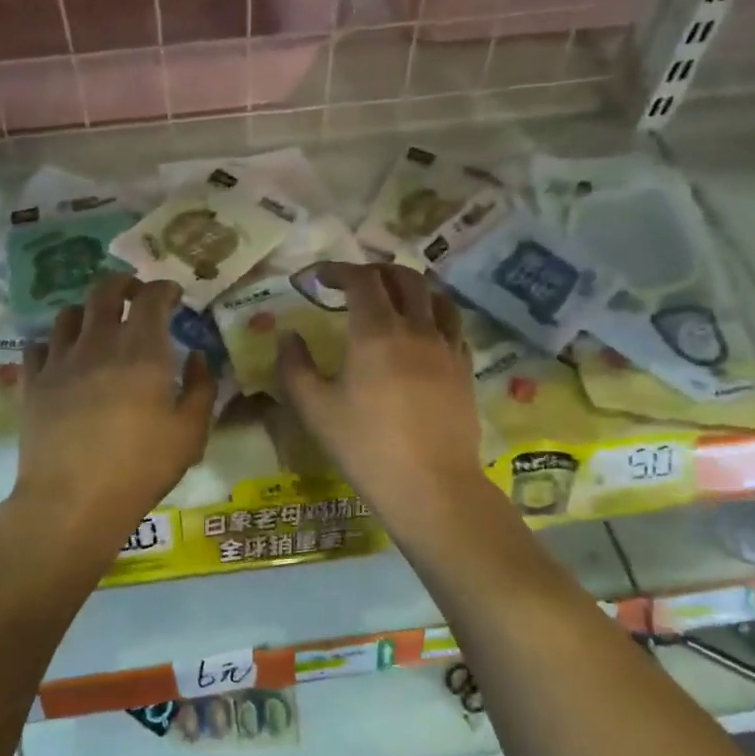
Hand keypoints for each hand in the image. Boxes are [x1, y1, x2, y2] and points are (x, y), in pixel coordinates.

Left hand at [14, 274, 216, 542]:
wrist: (72, 501)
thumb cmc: (140, 468)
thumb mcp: (190, 434)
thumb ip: (201, 388)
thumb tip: (197, 357)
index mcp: (143, 351)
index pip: (151, 297)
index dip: (164, 288)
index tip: (173, 295)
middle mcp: (99, 343)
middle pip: (104, 290)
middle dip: (123, 283)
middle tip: (134, 293)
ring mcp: (60, 360)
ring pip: (68, 313)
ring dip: (87, 310)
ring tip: (96, 324)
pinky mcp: (33, 382)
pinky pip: (38, 345)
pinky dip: (53, 342)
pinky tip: (61, 356)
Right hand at [277, 263, 483, 522]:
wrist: (431, 486)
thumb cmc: (365, 447)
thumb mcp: (314, 409)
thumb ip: (295, 366)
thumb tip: (289, 336)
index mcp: (376, 332)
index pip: (361, 279)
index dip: (338, 270)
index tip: (318, 278)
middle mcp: (416, 329)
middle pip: (404, 278)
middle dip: (376, 271)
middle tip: (354, 283)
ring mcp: (447, 348)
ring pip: (437, 296)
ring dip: (412, 287)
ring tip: (394, 298)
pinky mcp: (465, 369)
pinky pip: (454, 326)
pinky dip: (435, 315)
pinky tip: (424, 333)